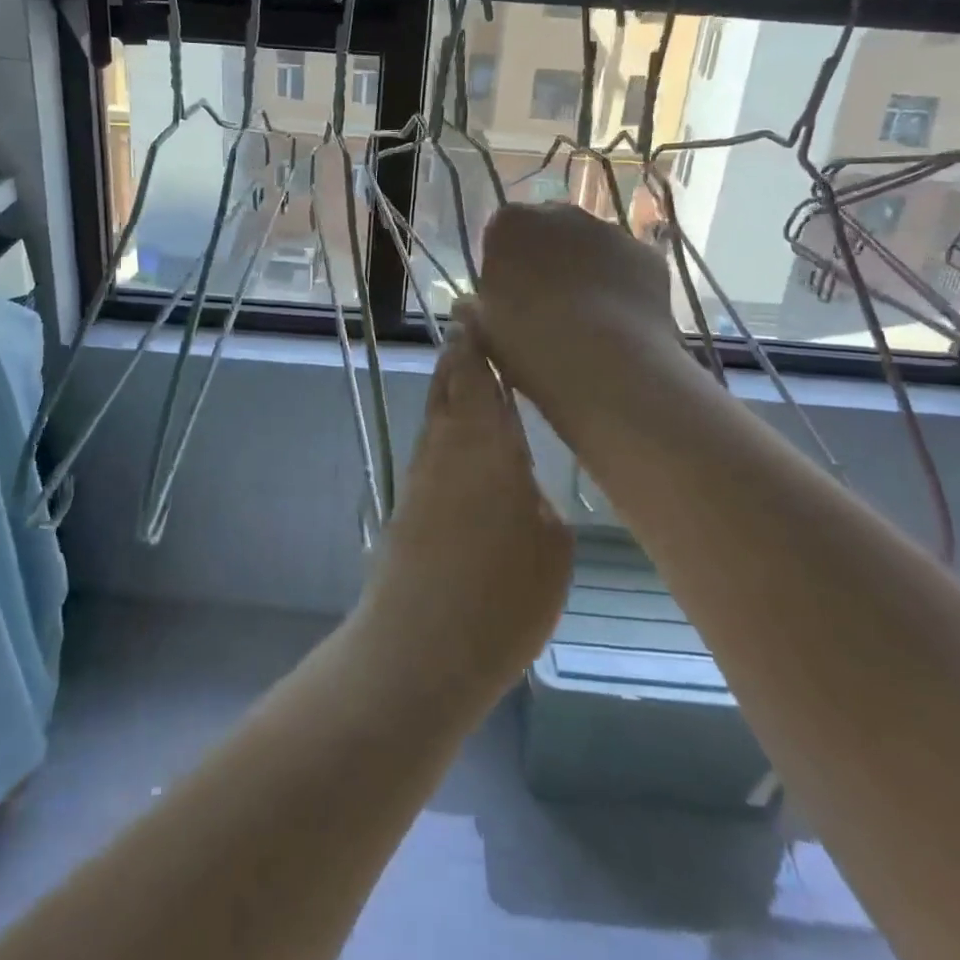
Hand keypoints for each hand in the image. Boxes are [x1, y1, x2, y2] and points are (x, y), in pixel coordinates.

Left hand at [360, 323, 572, 695]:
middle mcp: (447, 447)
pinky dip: (443, 428)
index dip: (476, 343)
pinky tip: (459, 441)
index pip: (477, 377)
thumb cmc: (501, 598)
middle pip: (447, 386)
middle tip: (468, 329)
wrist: (418, 648)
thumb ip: (538, 502)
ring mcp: (422, 477)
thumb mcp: (552, 550)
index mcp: (487, 445)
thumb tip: (522, 486)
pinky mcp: (407, 506)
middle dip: (457, 356)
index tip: (477, 312)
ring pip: (435, 415)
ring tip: (464, 371)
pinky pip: (431, 448)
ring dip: (447, 389)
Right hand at [465, 203, 674, 417]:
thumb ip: (477, 308)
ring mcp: (609, 230)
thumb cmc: (528, 342)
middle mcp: (560, 213)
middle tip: (544, 306)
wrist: (604, 363)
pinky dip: (621, 285)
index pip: (501, 233)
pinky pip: (626, 266)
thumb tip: (473, 305)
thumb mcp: (483, 330)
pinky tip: (618, 323)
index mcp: (510, 224)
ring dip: (585, 270)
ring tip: (586, 320)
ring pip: (590, 246)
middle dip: (547, 259)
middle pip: (549, 232)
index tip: (507, 298)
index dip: (505, 265)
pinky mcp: (647, 254)